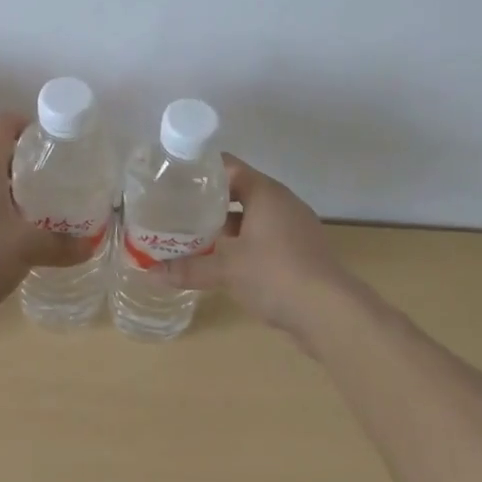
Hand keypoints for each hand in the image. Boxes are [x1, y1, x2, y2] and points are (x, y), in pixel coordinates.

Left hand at [0, 113, 90, 329]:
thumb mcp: (27, 248)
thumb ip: (61, 244)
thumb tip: (90, 245)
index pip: (2, 125)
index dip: (28, 123)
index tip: (54, 140)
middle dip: (30, 162)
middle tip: (61, 177)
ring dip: (18, 192)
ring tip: (49, 207)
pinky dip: (5, 217)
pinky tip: (25, 238)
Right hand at [161, 155, 355, 336]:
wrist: (331, 314)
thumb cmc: (275, 274)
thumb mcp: (226, 269)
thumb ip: (188, 268)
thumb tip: (150, 272)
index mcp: (265, 193)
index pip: (229, 167)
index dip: (201, 170)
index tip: (174, 177)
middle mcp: (282, 203)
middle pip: (239, 192)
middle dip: (209, 202)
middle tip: (176, 209)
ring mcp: (295, 229)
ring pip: (252, 218)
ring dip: (225, 227)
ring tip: (193, 236)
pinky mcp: (301, 253)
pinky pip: (264, 239)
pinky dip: (242, 245)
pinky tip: (222, 262)